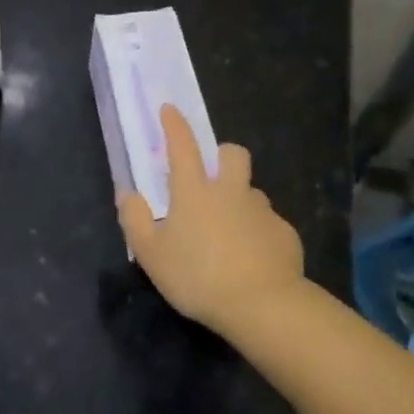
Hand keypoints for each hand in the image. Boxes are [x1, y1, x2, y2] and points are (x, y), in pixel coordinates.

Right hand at [119, 105, 304, 334]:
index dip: (174, 125)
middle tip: (212, 179)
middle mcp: (231, 192)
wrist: (262, 305)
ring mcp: (262, 211)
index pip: (183, 146)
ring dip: (239, 200)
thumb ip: (135, 220)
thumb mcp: (151, 254)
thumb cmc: (198, 277)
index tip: (169, 108)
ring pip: (251, 192)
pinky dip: (257, 234)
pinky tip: (251, 260)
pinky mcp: (284, 234)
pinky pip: (268, 225)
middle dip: (223, 155)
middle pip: (233, 154)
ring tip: (229, 233)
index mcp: (195, 192)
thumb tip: (128, 194)